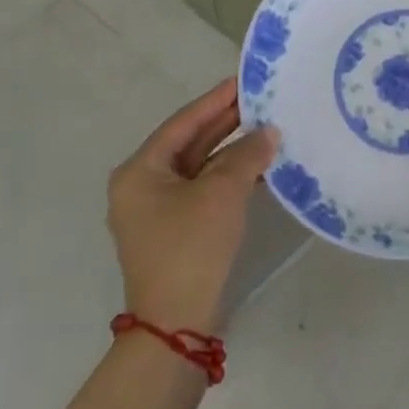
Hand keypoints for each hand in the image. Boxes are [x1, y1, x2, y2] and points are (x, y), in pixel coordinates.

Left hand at [107, 79, 276, 333]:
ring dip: (232, 151)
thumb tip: (269, 133)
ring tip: (267, 129)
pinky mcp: (175, 231)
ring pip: (199, 167)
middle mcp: (142, 186)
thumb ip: (247, 155)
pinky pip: (203, 190)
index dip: (216, 101)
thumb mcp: (222, 193)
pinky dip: (229, 177)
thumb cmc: (191, 247)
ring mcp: (157, 211)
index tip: (243, 80)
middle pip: (190, 143)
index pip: (183, 123)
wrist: (177, 328)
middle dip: (226, 124)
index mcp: (140, 171)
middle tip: (261, 101)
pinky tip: (259, 167)